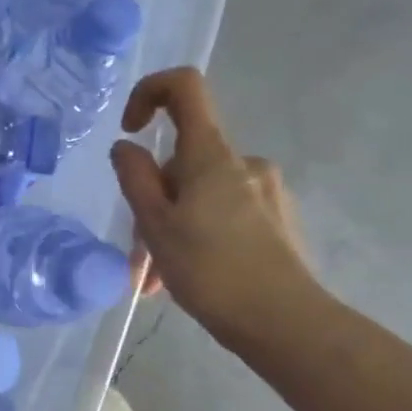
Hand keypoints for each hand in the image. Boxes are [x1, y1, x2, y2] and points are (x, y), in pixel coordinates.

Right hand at [109, 67, 318, 351]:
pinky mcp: (277, 220)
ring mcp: (264, 191)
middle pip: (183, 160)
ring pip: (200, 194)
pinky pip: (224, 213)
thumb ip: (135, 178)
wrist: (285, 323)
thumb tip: (126, 147)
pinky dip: (198, 235)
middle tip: (137, 254)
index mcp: (211, 154)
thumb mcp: (155, 225)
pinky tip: (187, 278)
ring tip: (155, 280)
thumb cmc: (210, 270)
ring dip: (171, 227)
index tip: (131, 132)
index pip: (184, 87)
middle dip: (153, 199)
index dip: (149, 92)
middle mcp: (243, 162)